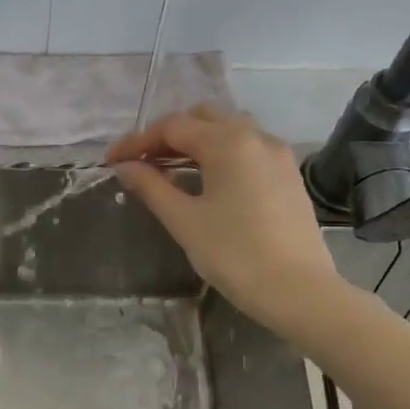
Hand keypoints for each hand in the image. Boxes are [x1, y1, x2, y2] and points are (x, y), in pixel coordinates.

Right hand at [107, 105, 337, 333]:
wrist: (298, 291)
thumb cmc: (234, 255)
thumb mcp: (184, 221)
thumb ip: (152, 187)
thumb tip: (125, 167)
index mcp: (228, 143)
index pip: (172, 127)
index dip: (137, 141)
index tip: (111, 161)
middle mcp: (256, 136)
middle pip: (203, 118)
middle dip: (168, 134)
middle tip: (142, 162)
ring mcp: (277, 154)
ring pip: (229, 129)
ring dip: (196, 140)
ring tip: (171, 168)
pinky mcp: (288, 175)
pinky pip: (248, 148)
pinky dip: (221, 153)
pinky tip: (207, 180)